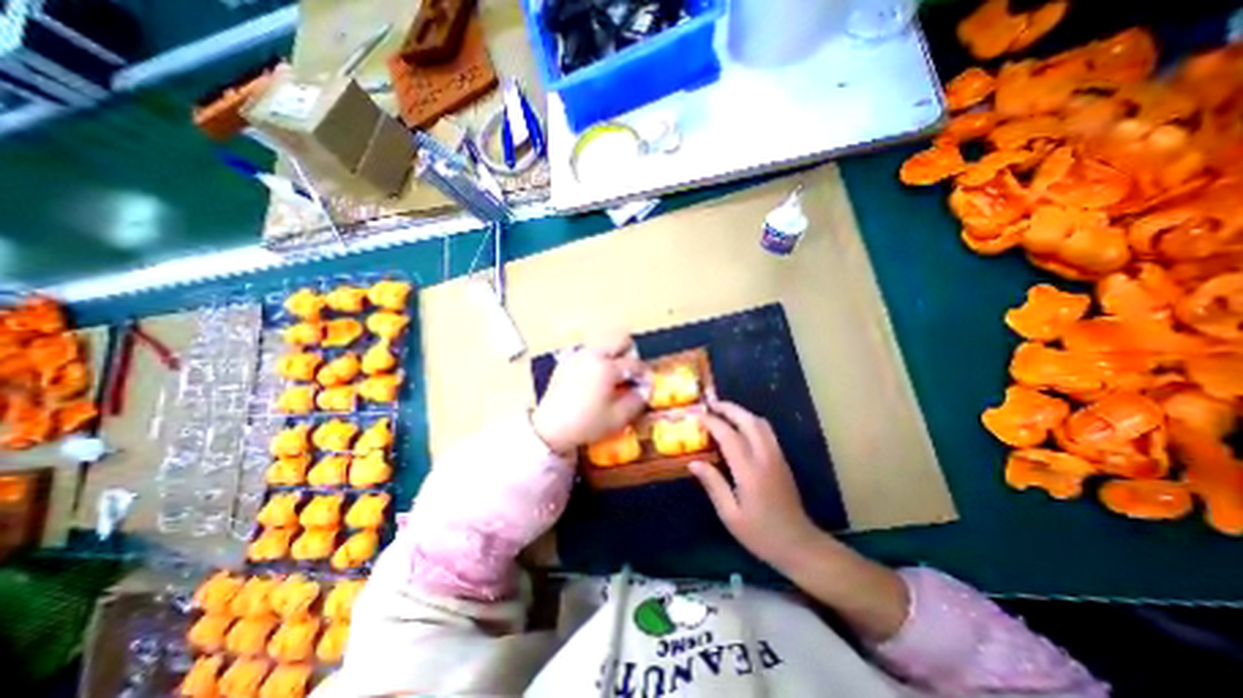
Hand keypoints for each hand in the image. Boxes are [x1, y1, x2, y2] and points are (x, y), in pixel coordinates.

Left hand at [533, 332, 651, 454]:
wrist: (550, 429)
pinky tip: (594, 381)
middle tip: (630, 375)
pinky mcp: (566, 362)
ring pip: (604, 346)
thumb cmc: (587, 424)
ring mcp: (577, 356)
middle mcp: (592, 355)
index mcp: (606, 367)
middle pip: (619, 341)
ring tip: (612, 379)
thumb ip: (637, 399)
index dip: (644, 374)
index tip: (646, 384)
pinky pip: (588, 354)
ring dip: (613, 357)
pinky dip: (597, 362)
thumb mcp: (618, 417)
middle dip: (630, 355)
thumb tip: (646, 387)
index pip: (634, 363)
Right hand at [690, 400, 821, 569]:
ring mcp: (777, 456)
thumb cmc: (761, 534)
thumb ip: (713, 484)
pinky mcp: (782, 460)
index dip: (712, 423)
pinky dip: (751, 421)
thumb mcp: (730, 515)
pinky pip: (766, 431)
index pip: (729, 436)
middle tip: (710, 405)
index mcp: (750, 471)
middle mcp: (765, 457)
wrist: (800, 545)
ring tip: (723, 412)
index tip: (697, 417)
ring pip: (760, 423)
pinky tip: (740, 427)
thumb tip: (693, 462)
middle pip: (748, 421)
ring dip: (741, 412)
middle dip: (729, 408)